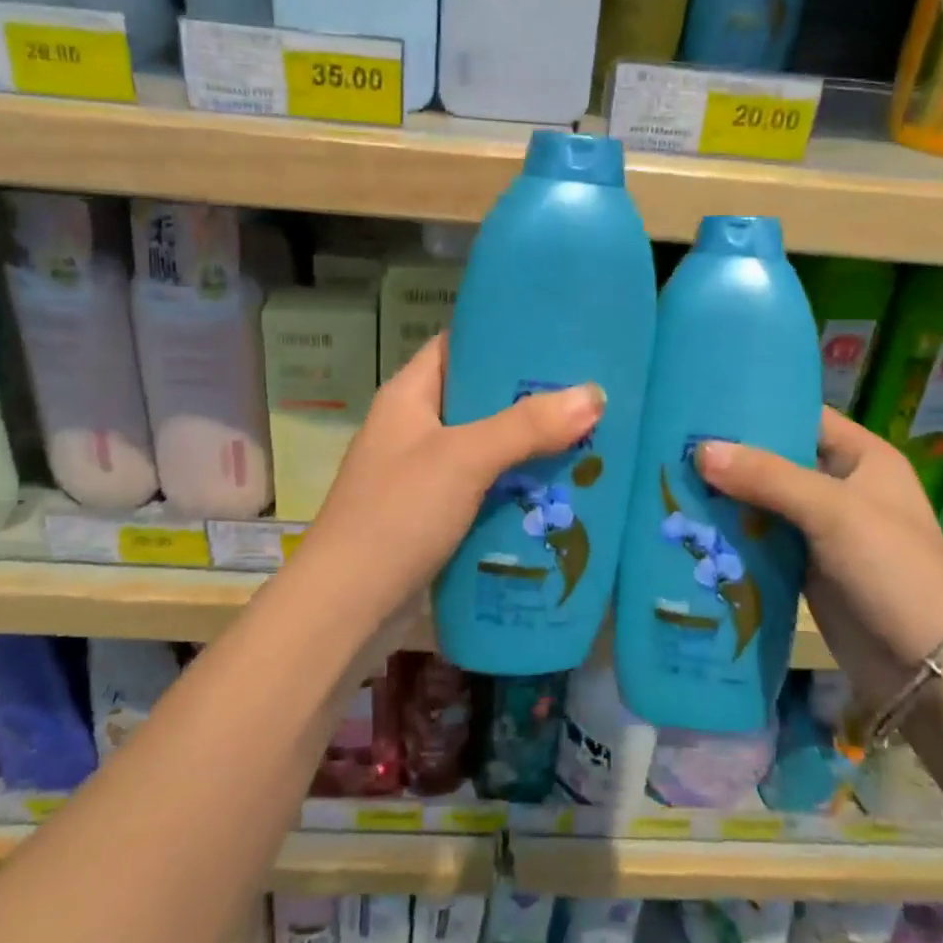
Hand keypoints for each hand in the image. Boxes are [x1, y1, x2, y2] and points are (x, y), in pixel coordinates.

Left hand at [292, 335, 605, 631]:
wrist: (346, 606)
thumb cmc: (397, 513)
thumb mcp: (464, 459)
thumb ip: (527, 426)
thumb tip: (595, 394)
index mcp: (409, 396)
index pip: (458, 345)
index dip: (503, 336)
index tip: (558, 338)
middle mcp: (414, 428)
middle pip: (479, 399)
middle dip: (530, 399)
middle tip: (588, 394)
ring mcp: (422, 474)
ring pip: (486, 448)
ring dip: (529, 448)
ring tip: (589, 438)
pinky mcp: (433, 515)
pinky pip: (483, 489)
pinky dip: (515, 487)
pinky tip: (558, 490)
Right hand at [695, 408, 942, 703]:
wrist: (926, 666)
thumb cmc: (891, 568)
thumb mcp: (832, 511)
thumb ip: (767, 477)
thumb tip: (701, 451)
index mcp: (861, 457)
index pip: (803, 416)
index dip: (758, 407)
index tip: (704, 403)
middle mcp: (840, 486)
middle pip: (776, 459)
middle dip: (730, 456)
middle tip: (673, 444)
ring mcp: (821, 529)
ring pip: (763, 501)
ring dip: (725, 497)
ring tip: (668, 479)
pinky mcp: (805, 567)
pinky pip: (761, 540)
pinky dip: (733, 534)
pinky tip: (690, 525)